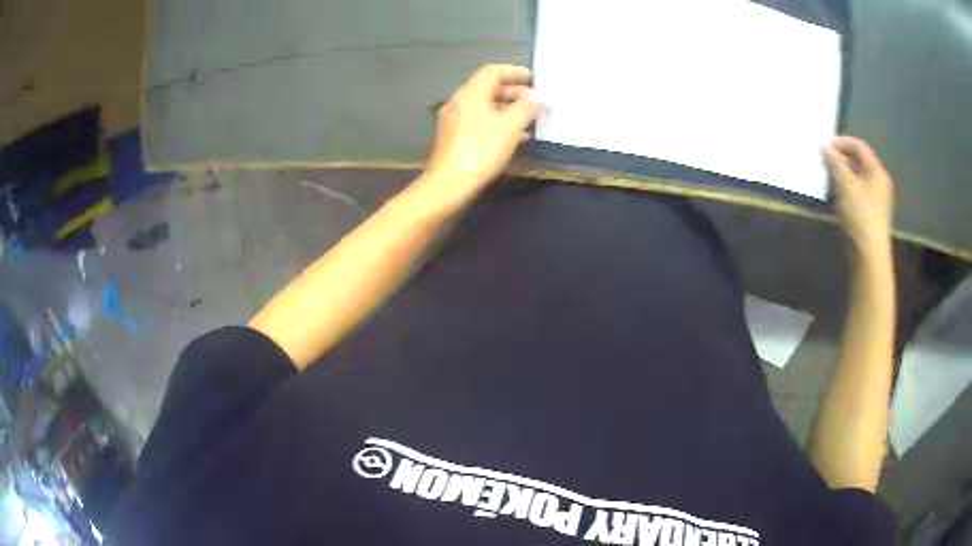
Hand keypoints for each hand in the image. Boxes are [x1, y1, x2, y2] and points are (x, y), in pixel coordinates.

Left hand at [419, 64, 540, 207]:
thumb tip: (537, 98)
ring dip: (506, 108)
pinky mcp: (452, 136)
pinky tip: (511, 135)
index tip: (534, 80)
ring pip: (483, 105)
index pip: (493, 71)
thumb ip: (526, 108)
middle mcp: (459, 101)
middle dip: (513, 91)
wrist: (449, 184)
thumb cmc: (481, 150)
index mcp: (471, 93)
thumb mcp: (510, 127)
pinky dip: (495, 121)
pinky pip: (477, 119)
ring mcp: (453, 119)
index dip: (515, 72)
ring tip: (527, 119)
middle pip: (488, 87)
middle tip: (533, 101)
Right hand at [823, 137, 894, 257]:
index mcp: (877, 172)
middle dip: (841, 159)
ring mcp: (876, 201)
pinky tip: (836, 196)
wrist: (869, 255)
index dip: (842, 143)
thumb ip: (835, 163)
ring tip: (828, 178)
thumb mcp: (846, 184)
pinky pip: (857, 194)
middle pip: (859, 162)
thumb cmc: (860, 214)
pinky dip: (845, 190)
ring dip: (842, 175)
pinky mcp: (870, 215)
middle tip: (825, 161)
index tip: (825, 146)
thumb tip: (825, 148)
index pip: (860, 147)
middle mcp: (879, 183)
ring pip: (857, 179)